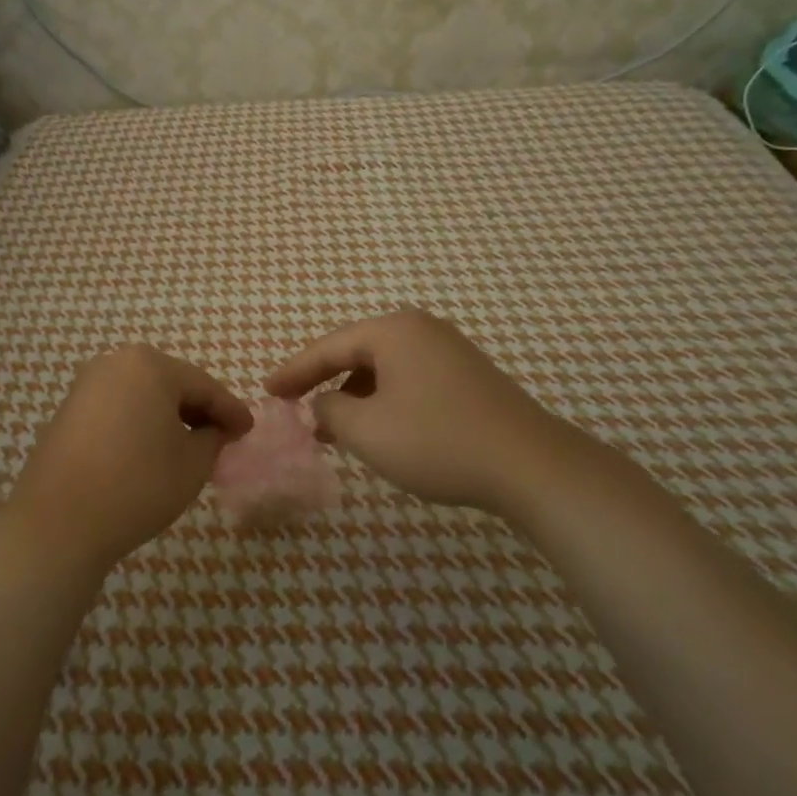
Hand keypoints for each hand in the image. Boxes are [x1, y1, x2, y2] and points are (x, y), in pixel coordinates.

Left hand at [3, 346, 252, 574]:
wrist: (58, 522)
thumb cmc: (137, 484)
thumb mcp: (192, 464)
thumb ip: (213, 438)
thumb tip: (214, 430)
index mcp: (150, 365)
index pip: (204, 386)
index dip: (230, 410)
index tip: (248, 430)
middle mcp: (115, 363)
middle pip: (170, 384)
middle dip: (198, 410)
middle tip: (223, 436)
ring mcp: (86, 386)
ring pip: (142, 396)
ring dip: (168, 417)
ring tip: (189, 446)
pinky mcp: (67, 411)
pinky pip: (117, 409)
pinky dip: (139, 424)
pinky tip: (151, 450)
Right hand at [265, 309, 575, 516]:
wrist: (530, 465)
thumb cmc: (437, 441)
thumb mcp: (367, 429)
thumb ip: (330, 409)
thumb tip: (323, 402)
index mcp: (393, 331)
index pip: (328, 346)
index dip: (293, 371)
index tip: (266, 391)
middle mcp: (421, 329)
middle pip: (357, 352)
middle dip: (324, 382)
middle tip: (294, 406)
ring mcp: (449, 350)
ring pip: (384, 369)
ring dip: (355, 396)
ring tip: (334, 429)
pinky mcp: (467, 376)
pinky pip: (409, 380)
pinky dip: (384, 401)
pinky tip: (379, 430)